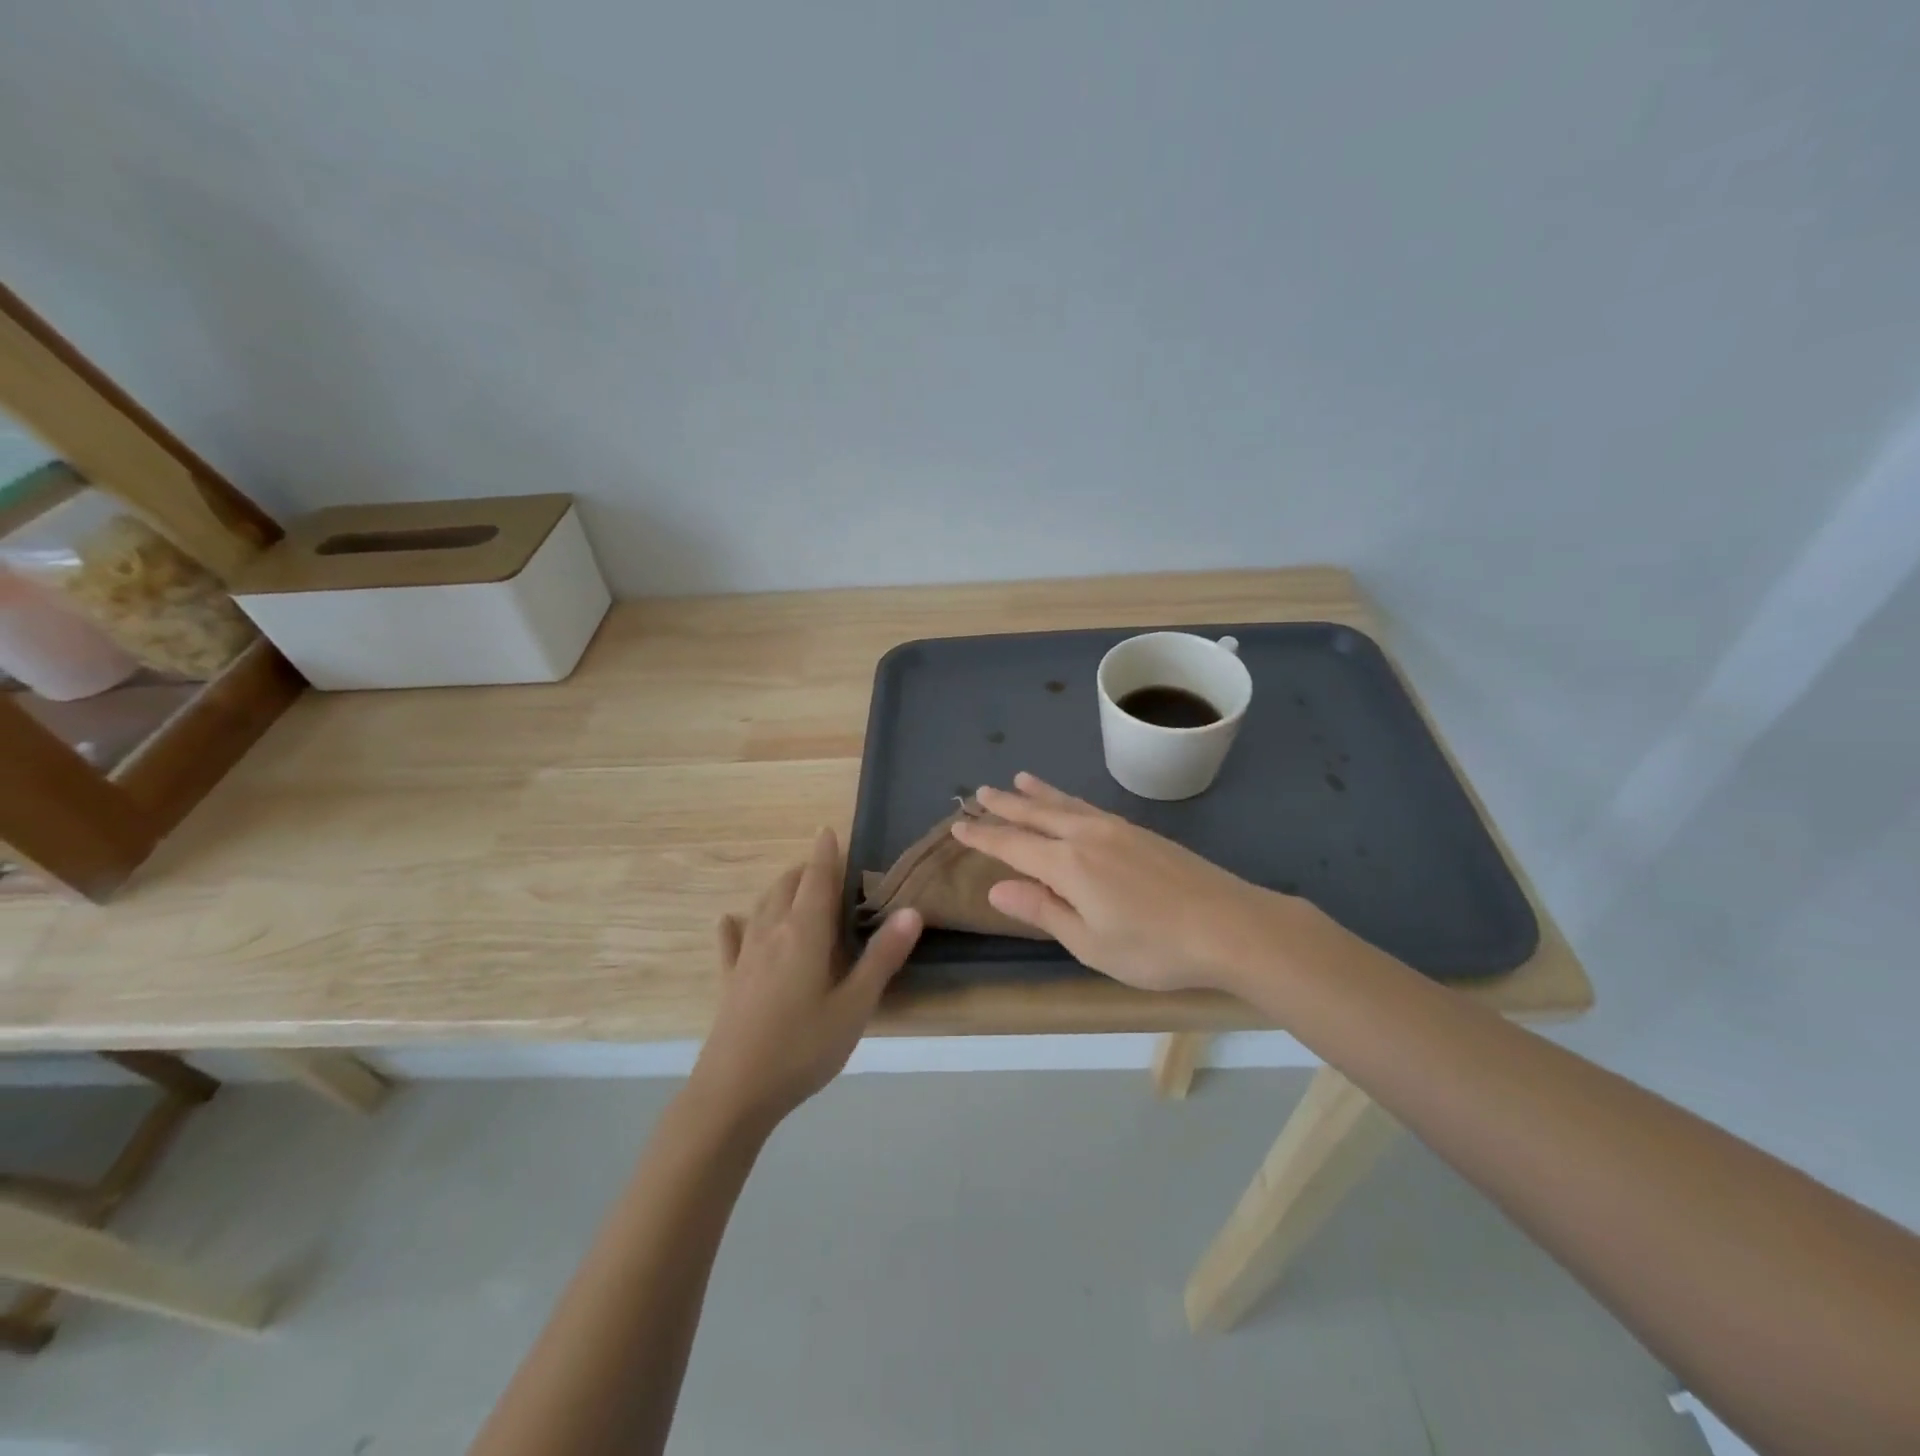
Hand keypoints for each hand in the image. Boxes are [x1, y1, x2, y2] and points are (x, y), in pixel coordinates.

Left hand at [688, 829, 921, 1130]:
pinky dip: (735, 925)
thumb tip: (912, 911)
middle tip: (823, 865)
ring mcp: (745, 957)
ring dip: (778, 889)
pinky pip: (731, 941)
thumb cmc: (802, 1048)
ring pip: (761, 907)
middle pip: (786, 887)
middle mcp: (772, 933)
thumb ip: (882, 957)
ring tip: (792, 884)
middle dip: (804, 870)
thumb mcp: (854, 1007)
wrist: (733, 1092)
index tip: (828, 831)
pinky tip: (730, 921)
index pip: (816, 880)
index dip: (825, 854)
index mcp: (805, 933)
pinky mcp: (729, 981)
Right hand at [952, 773, 1289, 993]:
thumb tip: (997, 888)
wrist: (1231, 925)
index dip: (984, 837)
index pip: (1013, 845)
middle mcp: (1087, 836)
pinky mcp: (1141, 832)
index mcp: (1068, 864)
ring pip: (1066, 804)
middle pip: (1037, 815)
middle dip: (1006, 805)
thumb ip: (1043, 911)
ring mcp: (1117, 829)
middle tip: (980, 792)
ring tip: (1019, 779)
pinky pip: (1090, 807)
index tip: (958, 826)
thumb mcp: (1090, 943)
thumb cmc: (1155, 947)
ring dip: (1038, 794)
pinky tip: (1071, 804)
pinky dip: (1069, 799)